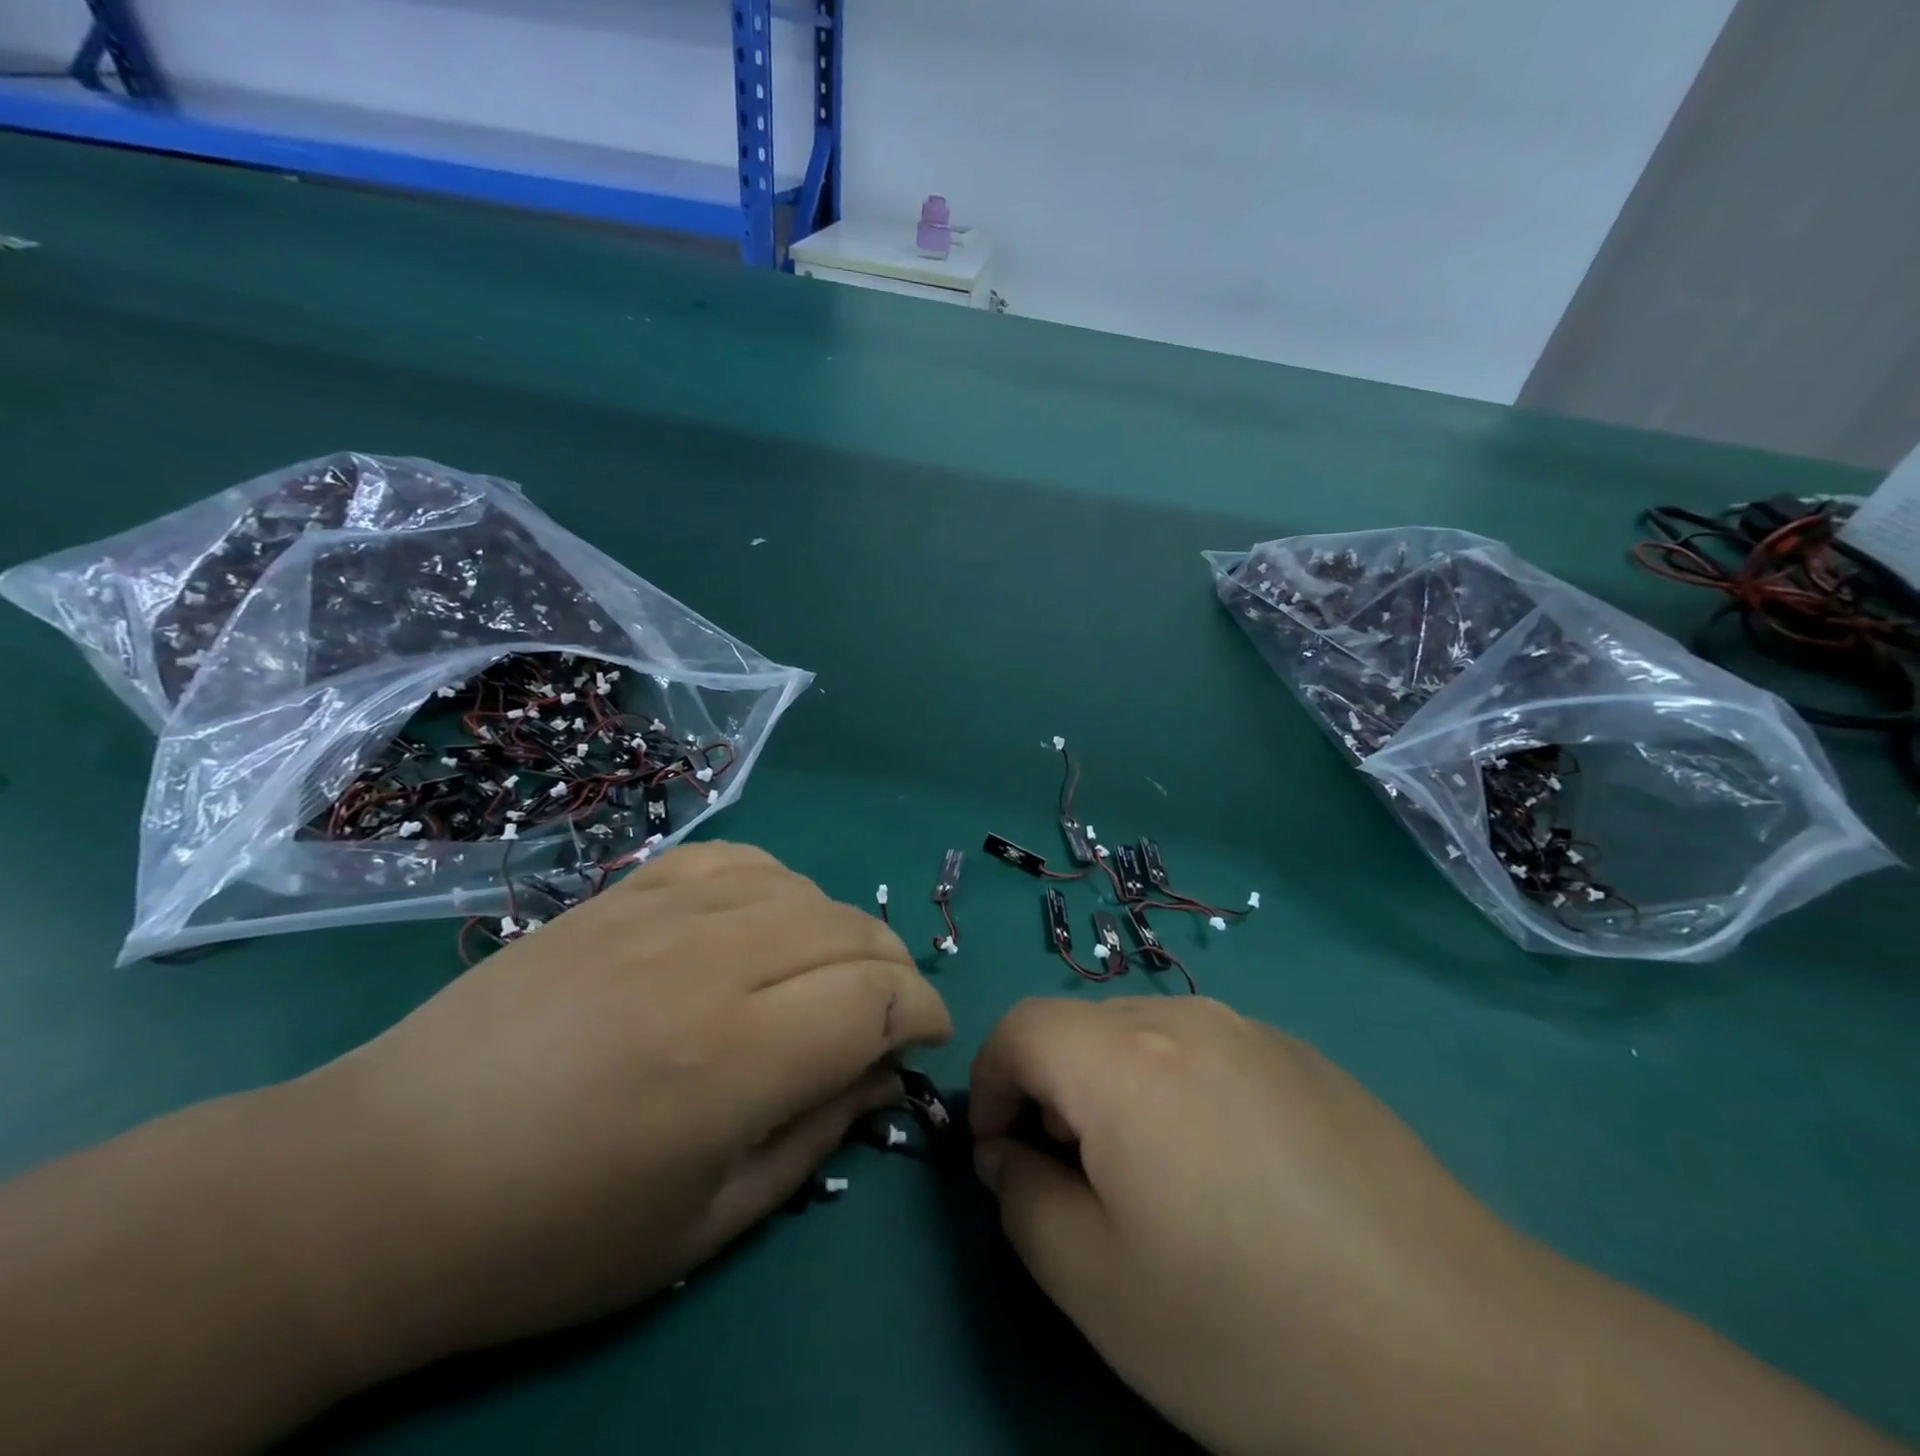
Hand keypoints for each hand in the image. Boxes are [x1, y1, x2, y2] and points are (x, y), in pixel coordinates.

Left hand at [298, 842, 950, 1380]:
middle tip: (890, 1012)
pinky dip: (774, 885)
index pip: (877, 998)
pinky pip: (733, 859)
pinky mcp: (622, 893)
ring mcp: (659, 914)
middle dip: (894, 968)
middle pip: (850, 930)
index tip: (927, 1039)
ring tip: (828, 972)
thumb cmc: (549, 1235)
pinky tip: (763, 922)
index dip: (924, 1012)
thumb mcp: (703, 1226)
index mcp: (733, 1059)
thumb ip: (814, 1137)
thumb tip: (884, 1074)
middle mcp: (708, 963)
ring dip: (839, 928)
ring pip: (800, 888)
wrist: (382, 1177)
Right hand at [970, 998, 1908, 1455]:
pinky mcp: (1303, 1056)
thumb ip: (1022, 1202)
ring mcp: (1252, 1029)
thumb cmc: (1254, 1329)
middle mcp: (1184, 1016)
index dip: (989, 1085)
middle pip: (1078, 1027)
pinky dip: (1178, 1092)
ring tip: (1161, 1187)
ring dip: (1115, 1091)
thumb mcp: (1096, 1287)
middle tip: (1083, 1187)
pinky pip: (1204, 1050)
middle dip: (1052, 1093)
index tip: (1005, 1160)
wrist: (1468, 1359)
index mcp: (1124, 1058)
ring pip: (1141, 1035)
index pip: (1018, 1028)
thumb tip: (1013, 1155)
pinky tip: (1236, 1179)